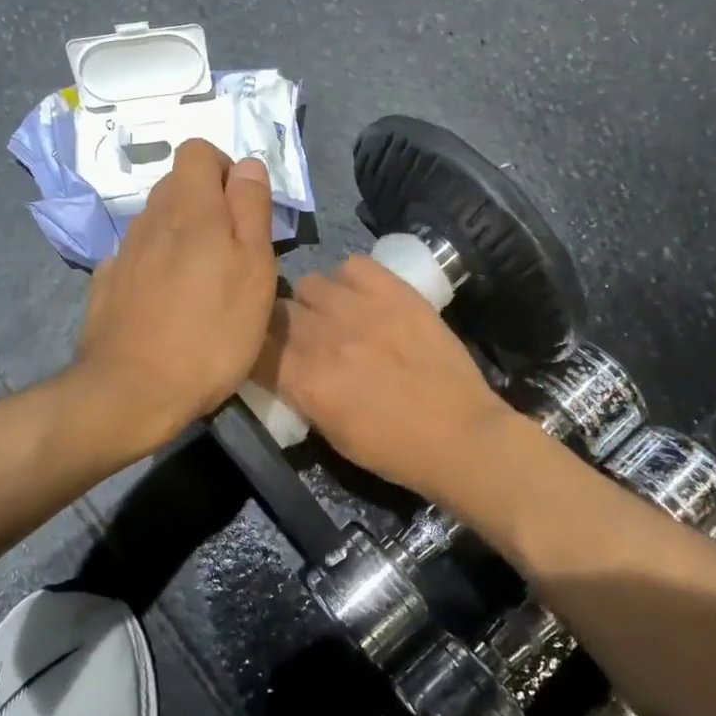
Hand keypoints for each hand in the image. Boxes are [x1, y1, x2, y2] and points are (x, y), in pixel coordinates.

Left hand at [72, 139, 276, 453]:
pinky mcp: (106, 284)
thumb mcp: (254, 270)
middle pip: (176, 185)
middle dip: (206, 203)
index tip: (243, 207)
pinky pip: (136, 257)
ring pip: (156, 222)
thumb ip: (251, 209)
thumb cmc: (211, 333)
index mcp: (190, 208)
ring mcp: (123, 252)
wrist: (133, 391)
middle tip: (231, 250)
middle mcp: (150, 219)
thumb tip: (247, 165)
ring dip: (180, 236)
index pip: (197, 151)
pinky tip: (165, 302)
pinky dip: (154, 265)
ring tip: (201, 281)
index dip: (224, 168)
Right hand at [254, 254, 514, 499]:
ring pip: (310, 282)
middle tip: (302, 339)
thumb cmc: (393, 449)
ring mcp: (361, 309)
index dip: (256, 348)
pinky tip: (362, 299)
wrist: (461, 436)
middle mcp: (324, 337)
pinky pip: (352, 265)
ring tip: (334, 316)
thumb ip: (299, 393)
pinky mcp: (395, 292)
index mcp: (304, 380)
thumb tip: (283, 367)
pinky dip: (350, 280)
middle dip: (282, 325)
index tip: (266, 355)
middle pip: (277, 310)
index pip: (255, 345)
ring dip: (315, 302)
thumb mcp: (330, 434)